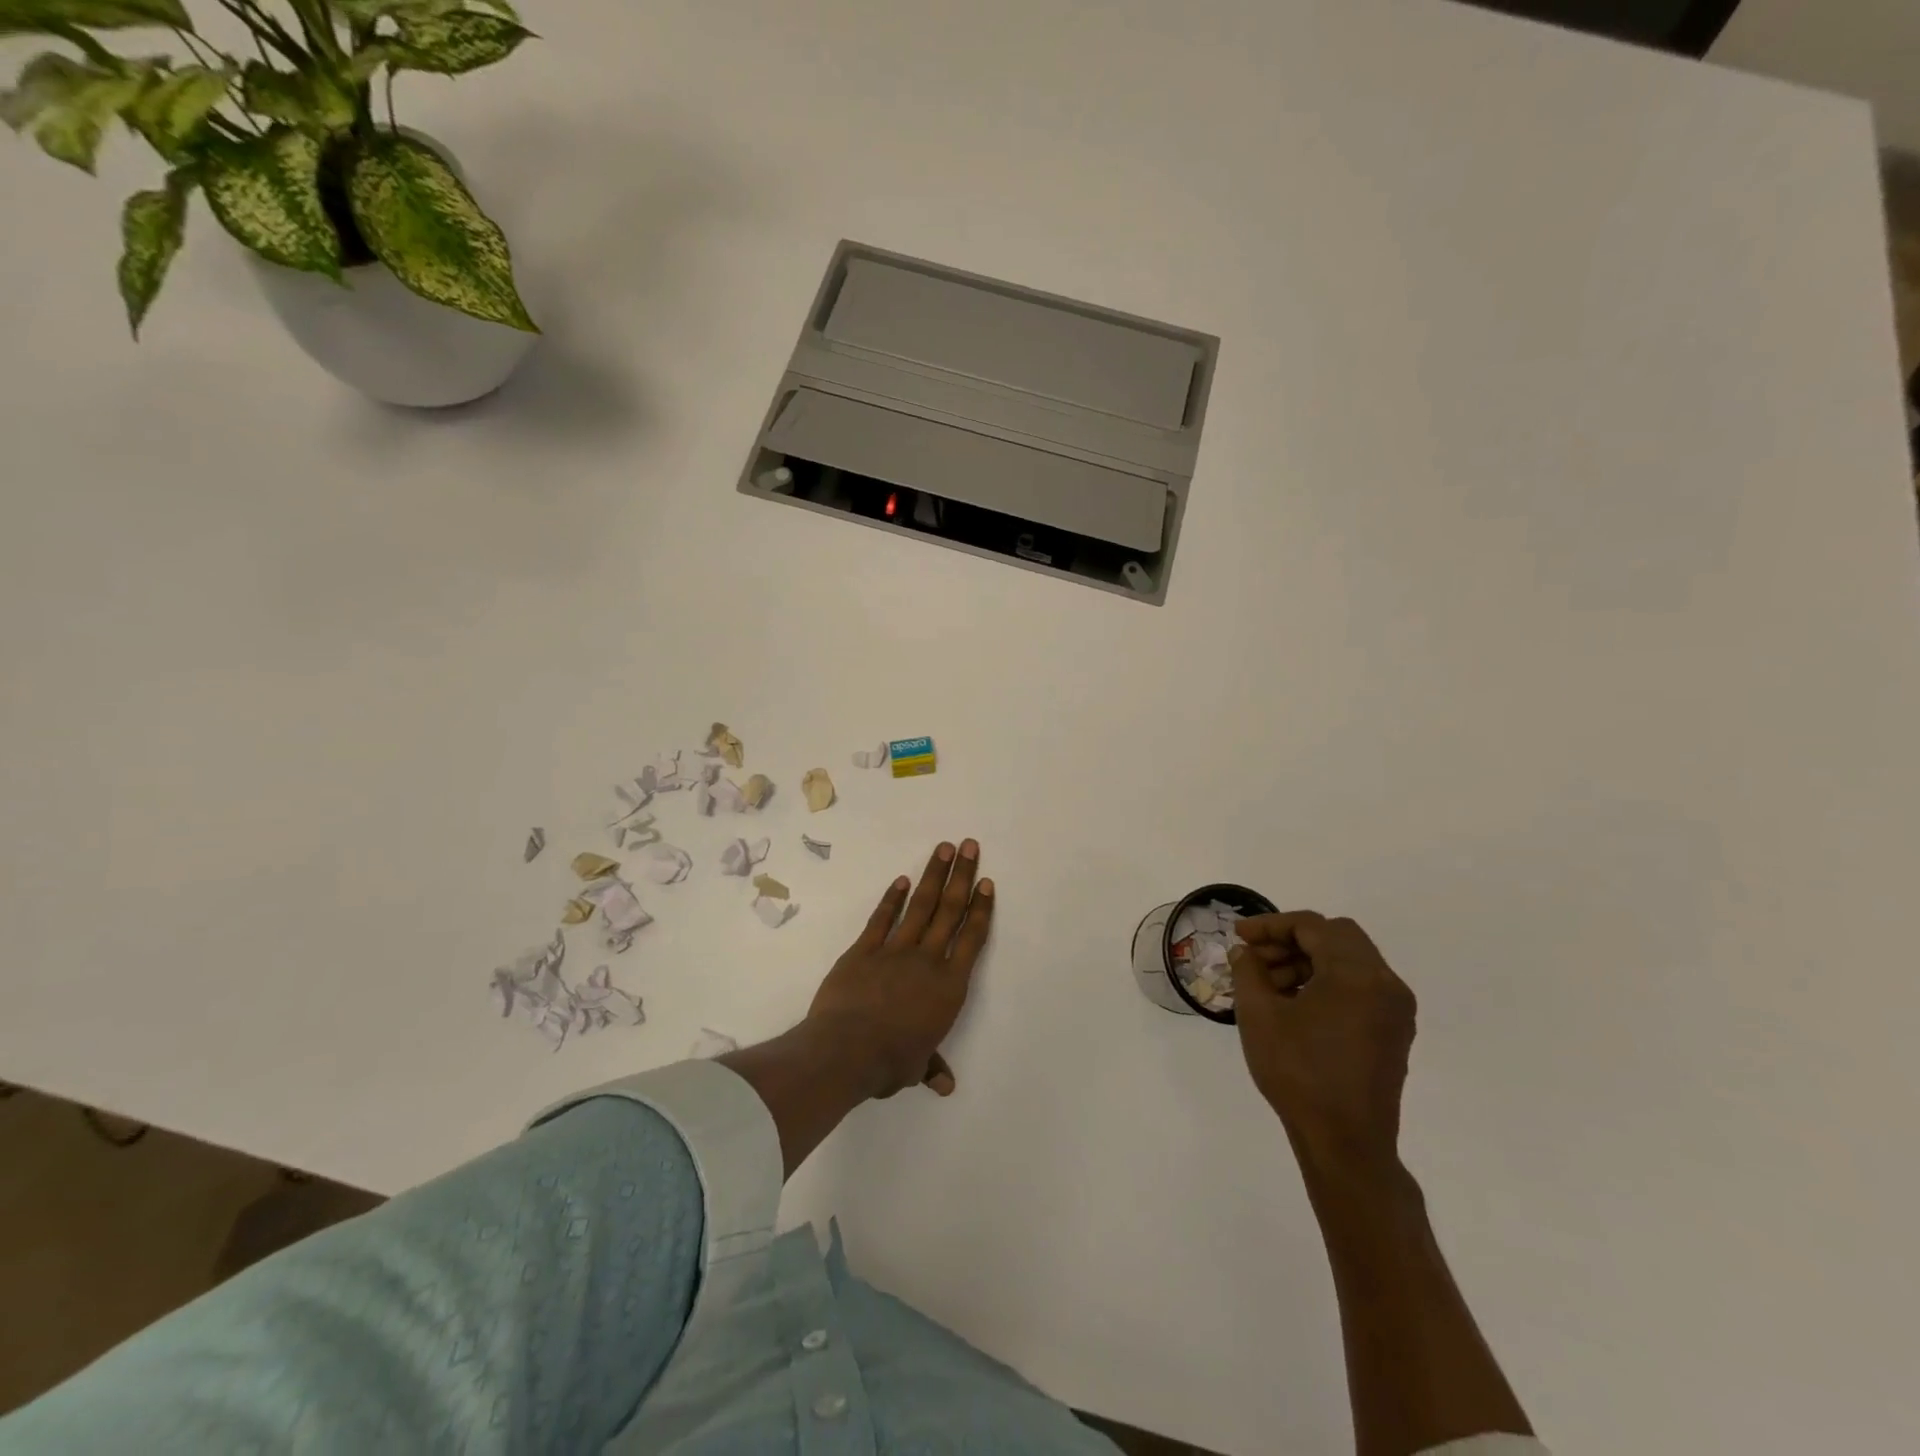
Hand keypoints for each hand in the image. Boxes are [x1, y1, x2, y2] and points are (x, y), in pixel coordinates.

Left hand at [806, 839, 992, 1098]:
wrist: (846, 1051)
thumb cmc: (889, 1062)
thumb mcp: (915, 1068)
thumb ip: (931, 1066)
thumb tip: (946, 1085)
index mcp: (948, 987)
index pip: (971, 939)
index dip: (980, 909)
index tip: (986, 882)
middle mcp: (927, 960)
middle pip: (949, 911)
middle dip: (962, 876)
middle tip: (970, 846)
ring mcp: (894, 950)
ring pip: (921, 906)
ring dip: (934, 875)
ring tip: (944, 848)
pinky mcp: (864, 949)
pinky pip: (882, 918)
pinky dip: (893, 898)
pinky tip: (903, 880)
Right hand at [1230, 912, 1415, 1166]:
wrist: (1345, 1142)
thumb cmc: (1298, 1072)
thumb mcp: (1259, 1015)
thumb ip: (1248, 971)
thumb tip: (1245, 952)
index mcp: (1356, 974)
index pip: (1312, 926)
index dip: (1270, 925)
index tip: (1238, 936)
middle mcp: (1385, 983)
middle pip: (1336, 937)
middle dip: (1291, 940)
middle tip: (1255, 959)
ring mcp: (1395, 1009)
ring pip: (1348, 961)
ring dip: (1307, 961)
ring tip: (1269, 986)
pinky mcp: (1394, 1032)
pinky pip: (1359, 987)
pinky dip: (1327, 982)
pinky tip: (1295, 1005)